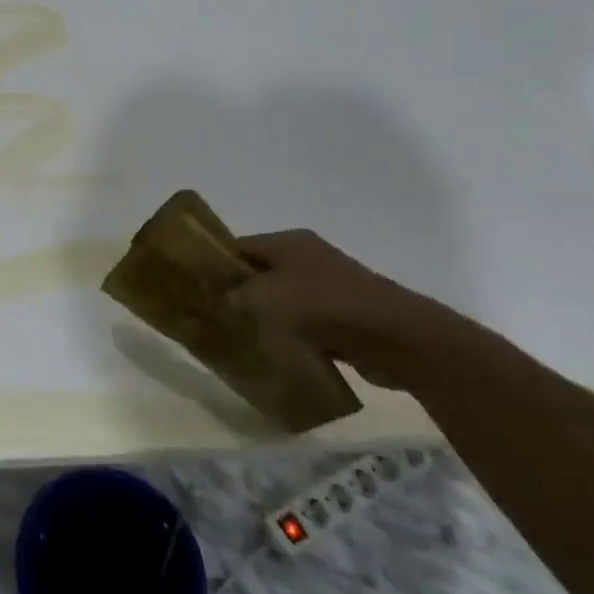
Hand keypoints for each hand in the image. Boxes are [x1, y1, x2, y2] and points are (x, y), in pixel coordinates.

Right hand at [229, 229, 480, 390]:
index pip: (239, 246)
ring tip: (244, 336)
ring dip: (269, 315)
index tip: (198, 288)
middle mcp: (308, 257)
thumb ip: (238, 294)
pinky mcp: (346, 314)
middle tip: (218, 314)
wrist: (396, 336)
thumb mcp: (265, 297)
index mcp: (288, 242)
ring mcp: (331, 285)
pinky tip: (279, 350)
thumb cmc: (322, 306)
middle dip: (242, 292)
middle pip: (262, 271)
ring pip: (285, 298)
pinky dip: (294, 333)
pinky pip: (308, 321)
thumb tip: (227, 297)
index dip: (217, 264)